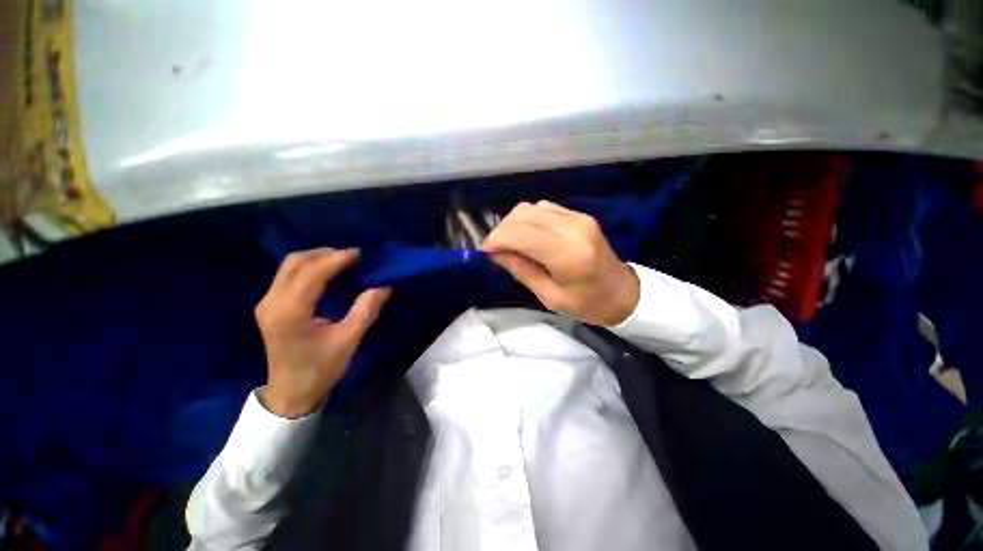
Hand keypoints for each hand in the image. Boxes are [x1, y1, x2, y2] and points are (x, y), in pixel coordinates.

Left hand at [254, 248, 390, 417]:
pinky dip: (308, 268)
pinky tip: (326, 272)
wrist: (290, 392)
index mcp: (290, 313)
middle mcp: (272, 303)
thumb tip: (382, 287)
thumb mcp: (347, 342)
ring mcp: (267, 304)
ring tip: (341, 260)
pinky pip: (287, 276)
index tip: (358, 253)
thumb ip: (364, 312)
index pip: (312, 274)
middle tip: (350, 256)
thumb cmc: (319, 369)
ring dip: (315, 259)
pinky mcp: (270, 307)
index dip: (336, 260)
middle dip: (324, 254)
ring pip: (289, 267)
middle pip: (294, 263)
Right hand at [482, 201, 639, 325]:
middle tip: (496, 250)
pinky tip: (528, 236)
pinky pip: (544, 208)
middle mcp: (572, 228)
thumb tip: (495, 253)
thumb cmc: (587, 304)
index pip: (520, 233)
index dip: (496, 239)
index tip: (485, 252)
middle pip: (523, 214)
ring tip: (510, 243)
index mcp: (567, 254)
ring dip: (514, 223)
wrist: (623, 293)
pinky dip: (528, 219)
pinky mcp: (580, 215)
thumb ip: (521, 270)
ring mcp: (578, 218)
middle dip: (502, 230)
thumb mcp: (549, 296)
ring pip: (531, 207)